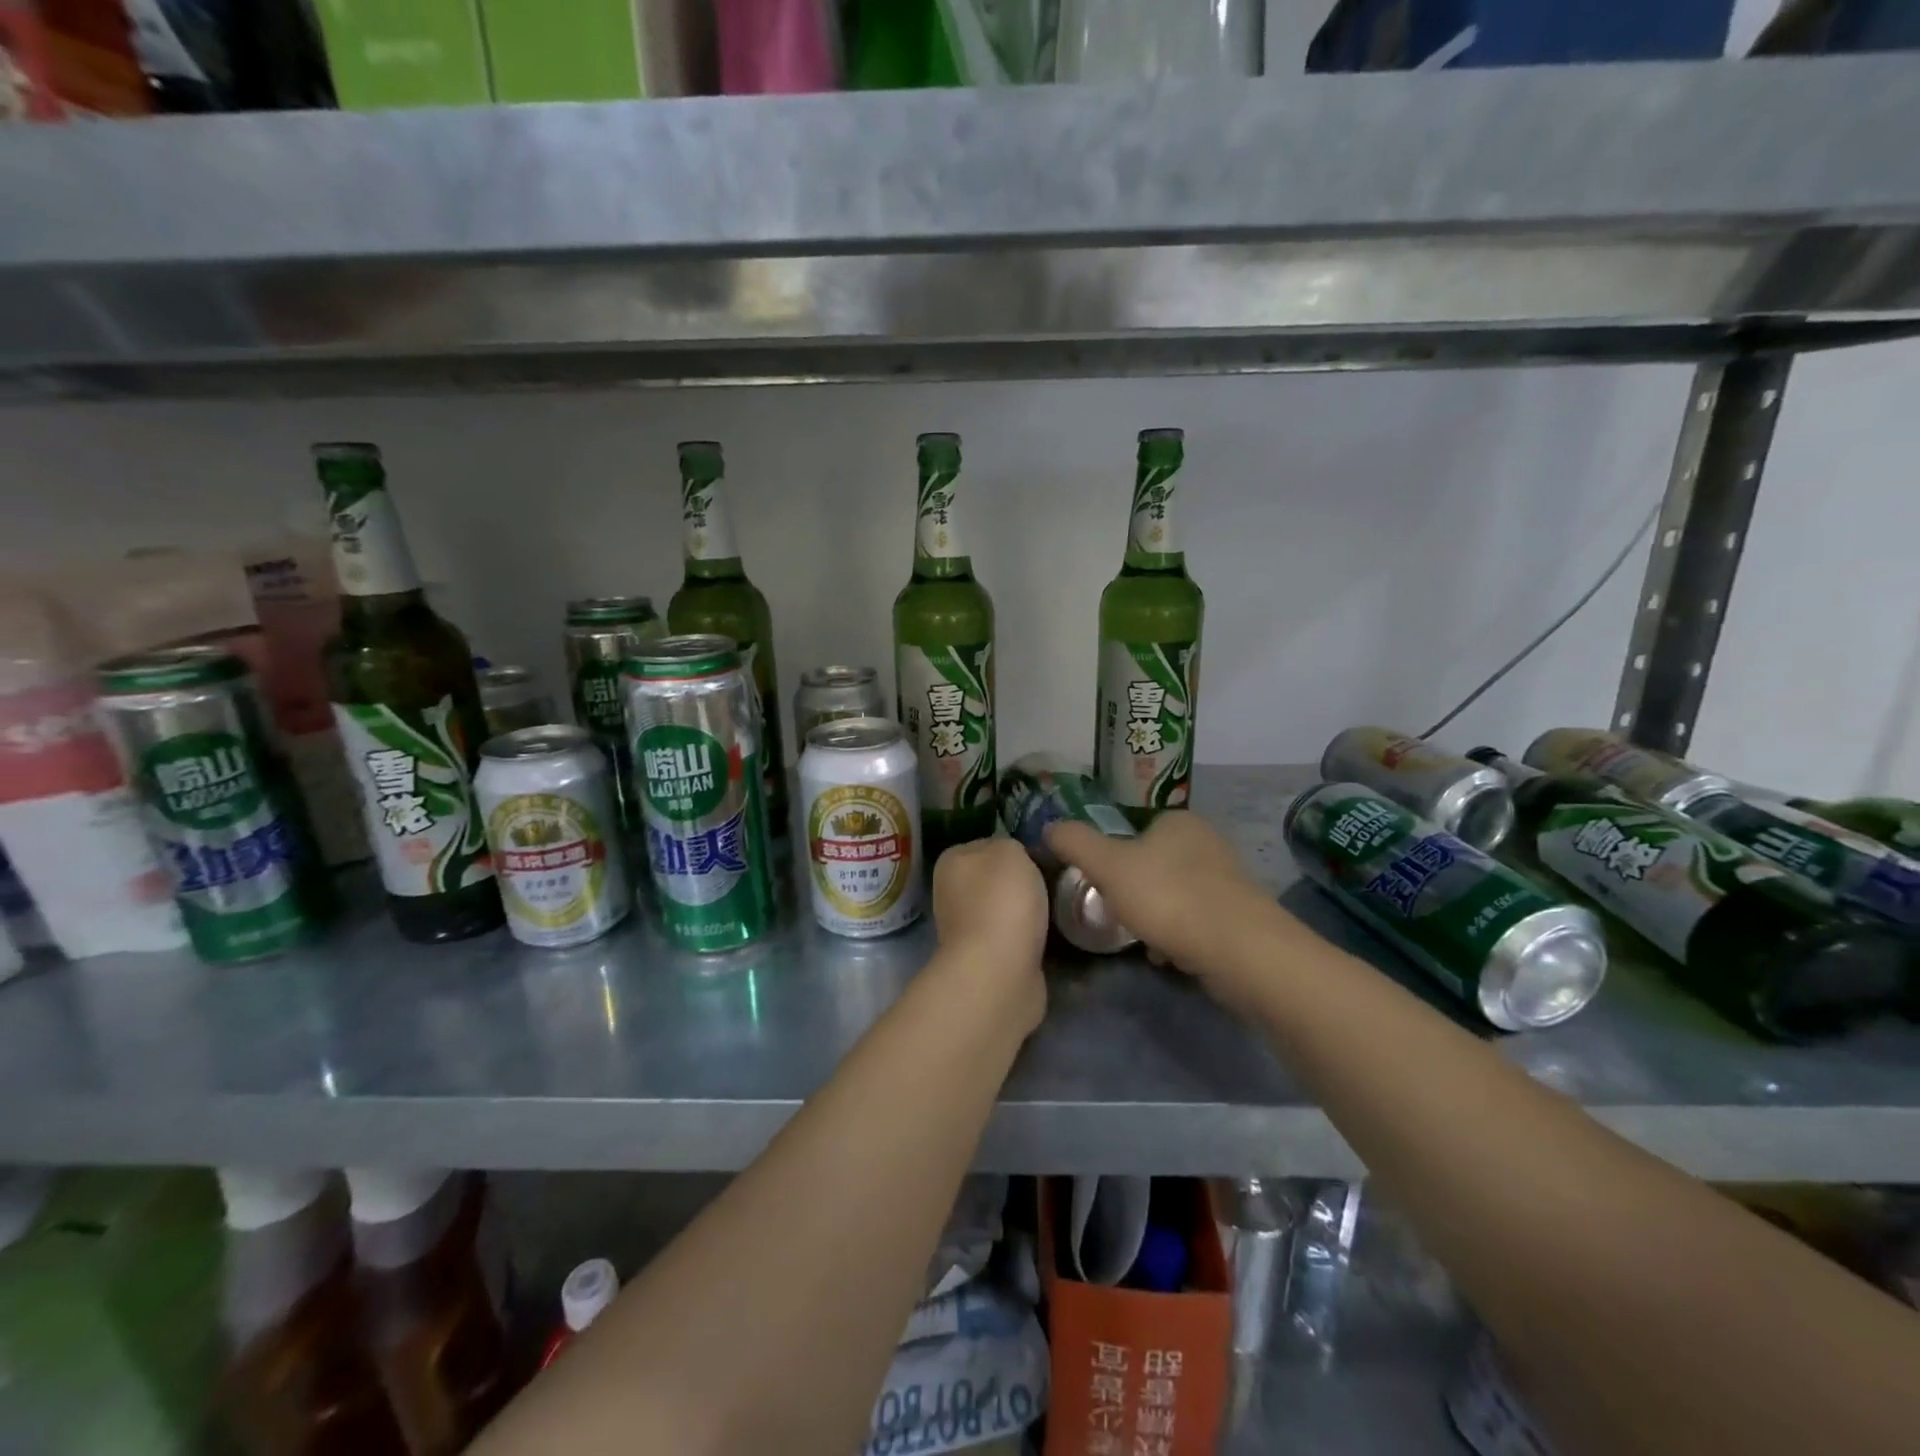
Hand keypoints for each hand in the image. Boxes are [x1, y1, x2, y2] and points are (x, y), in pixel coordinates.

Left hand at [930, 839, 1048, 1033]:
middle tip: (1055, 883)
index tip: (1043, 857)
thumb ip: (1011, 845)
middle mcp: (951, 893)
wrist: (999, 970)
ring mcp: (966, 929)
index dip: (1017, 849)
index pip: (987, 845)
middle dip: (1023, 883)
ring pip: (1006, 910)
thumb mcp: (1010, 851)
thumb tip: (1015, 859)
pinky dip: (1030, 939)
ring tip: (1057, 910)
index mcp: (950, 862)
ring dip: (1028, 913)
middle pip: (996, 879)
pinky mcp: (986, 959)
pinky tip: (1049, 937)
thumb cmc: (1001, 900)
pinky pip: (1014, 938)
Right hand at [1045, 812, 1271, 976]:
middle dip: (1133, 889)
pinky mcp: (1240, 916)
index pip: (1135, 830)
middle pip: (1153, 863)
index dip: (1112, 857)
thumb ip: (1075, 843)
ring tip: (1139, 936)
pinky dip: (1177, 935)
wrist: (1239, 950)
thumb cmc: (1168, 897)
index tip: (1100, 884)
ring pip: (1174, 893)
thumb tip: (1048, 826)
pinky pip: (1195, 920)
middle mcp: (1207, 842)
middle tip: (1115, 912)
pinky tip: (1166, 954)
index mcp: (1178, 820)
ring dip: (1154, 914)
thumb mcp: (1107, 866)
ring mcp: (1227, 880)